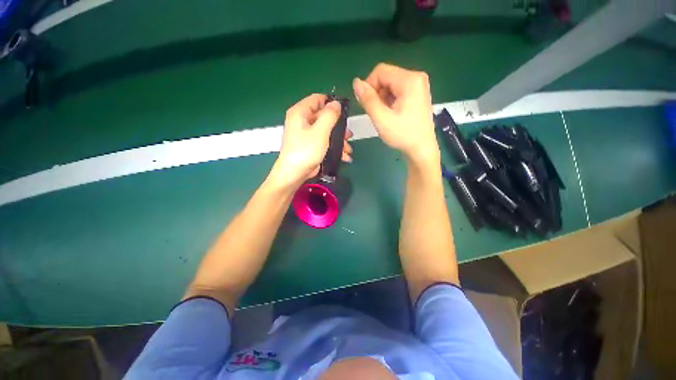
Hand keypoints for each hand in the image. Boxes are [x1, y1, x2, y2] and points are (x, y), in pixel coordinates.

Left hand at [270, 94, 352, 187]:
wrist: (295, 174)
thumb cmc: (306, 150)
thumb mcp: (320, 131)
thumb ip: (330, 115)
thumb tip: (336, 103)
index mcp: (300, 112)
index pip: (318, 99)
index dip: (332, 103)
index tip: (345, 112)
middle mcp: (302, 121)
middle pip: (324, 117)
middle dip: (339, 127)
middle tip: (349, 135)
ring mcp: (307, 134)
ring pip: (327, 131)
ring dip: (339, 140)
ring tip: (348, 150)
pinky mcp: (311, 146)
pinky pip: (324, 142)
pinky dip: (334, 148)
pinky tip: (344, 156)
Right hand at [353, 63, 439, 165]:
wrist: (422, 149)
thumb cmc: (403, 135)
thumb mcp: (382, 119)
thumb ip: (368, 100)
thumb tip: (356, 82)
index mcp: (409, 80)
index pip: (380, 71)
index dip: (369, 86)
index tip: (367, 105)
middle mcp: (416, 77)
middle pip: (386, 76)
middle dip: (376, 93)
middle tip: (377, 113)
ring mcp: (418, 85)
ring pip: (390, 84)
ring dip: (382, 98)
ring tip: (385, 115)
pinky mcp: (417, 93)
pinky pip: (397, 90)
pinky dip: (389, 100)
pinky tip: (391, 114)